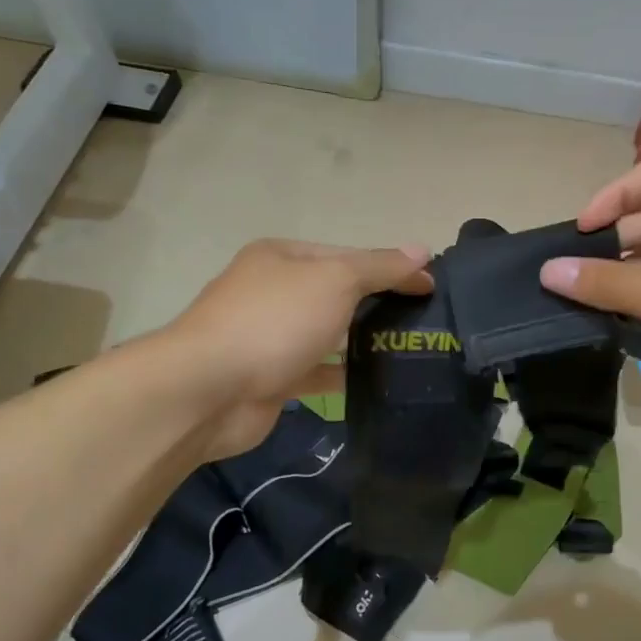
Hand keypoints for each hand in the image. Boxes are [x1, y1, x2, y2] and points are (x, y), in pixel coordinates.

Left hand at [166, 239, 432, 458]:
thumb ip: (380, 267)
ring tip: (408, 352)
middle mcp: (273, 291)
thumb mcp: (336, 280)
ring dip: (361, 341)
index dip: (391, 268)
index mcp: (283, 257)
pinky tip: (376, 382)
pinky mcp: (270, 377)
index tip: (431, 287)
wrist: (209, 390)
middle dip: (377, 305)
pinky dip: (342, 374)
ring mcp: (269, 336)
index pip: (348, 255)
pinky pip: (316, 371)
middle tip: (424, 323)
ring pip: (327, 333)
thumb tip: (422, 250)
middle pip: (337, 293)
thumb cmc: (275, 321)